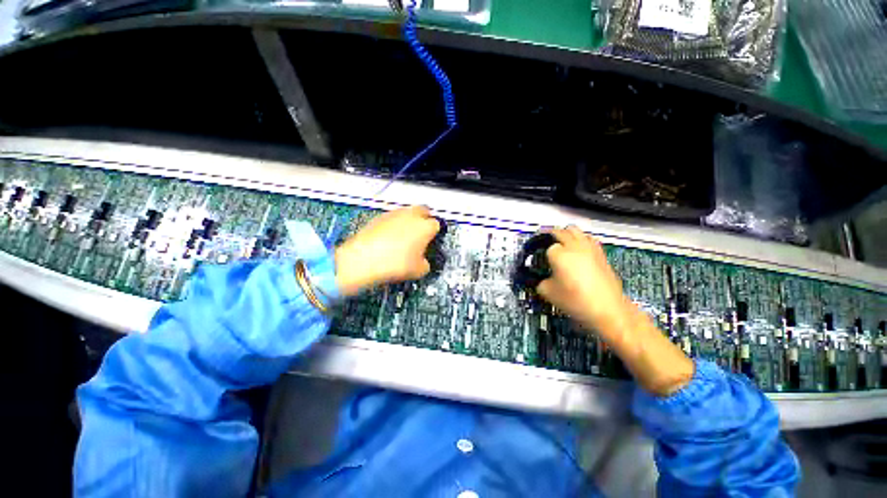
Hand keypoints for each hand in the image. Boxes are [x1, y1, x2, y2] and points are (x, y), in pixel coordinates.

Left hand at [334, 205, 439, 295]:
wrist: (363, 260)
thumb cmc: (394, 264)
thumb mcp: (418, 270)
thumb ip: (425, 263)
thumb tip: (423, 262)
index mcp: (425, 227)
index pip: (436, 224)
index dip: (435, 232)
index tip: (431, 240)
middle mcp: (411, 215)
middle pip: (423, 210)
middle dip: (425, 218)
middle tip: (422, 232)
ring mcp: (394, 214)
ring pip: (407, 211)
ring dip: (409, 220)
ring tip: (404, 235)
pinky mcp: (379, 217)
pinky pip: (392, 217)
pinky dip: (394, 223)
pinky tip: (389, 237)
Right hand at [537, 226, 693, 395]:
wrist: (618, 319)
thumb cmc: (581, 309)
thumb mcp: (552, 298)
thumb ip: (541, 285)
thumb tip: (539, 281)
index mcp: (562, 255)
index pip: (546, 244)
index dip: (537, 249)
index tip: (532, 256)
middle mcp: (579, 248)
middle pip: (561, 231)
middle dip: (551, 236)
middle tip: (544, 249)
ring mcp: (594, 251)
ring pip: (577, 233)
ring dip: (566, 237)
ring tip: (559, 250)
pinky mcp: (605, 259)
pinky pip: (590, 242)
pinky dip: (581, 243)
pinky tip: (578, 257)